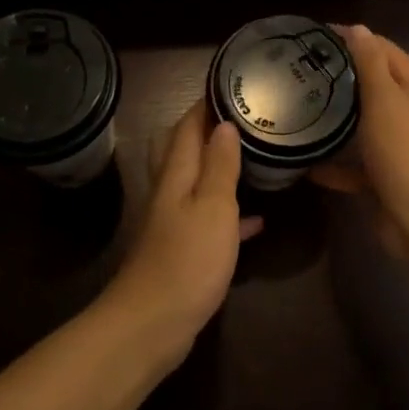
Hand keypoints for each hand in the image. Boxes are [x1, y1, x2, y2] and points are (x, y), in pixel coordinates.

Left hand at [106, 99, 260, 360]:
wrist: (152, 325)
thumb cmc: (186, 259)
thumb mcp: (213, 207)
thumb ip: (219, 165)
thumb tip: (224, 124)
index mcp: (176, 175)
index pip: (187, 126)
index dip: (205, 103)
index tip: (231, 84)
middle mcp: (170, 192)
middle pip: (182, 149)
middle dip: (206, 130)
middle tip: (239, 118)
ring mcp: (174, 223)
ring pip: (196, 183)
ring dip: (218, 168)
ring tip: (251, 156)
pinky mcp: (183, 251)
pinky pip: (209, 221)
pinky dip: (230, 215)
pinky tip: (256, 220)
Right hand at [311, 24, 408, 247]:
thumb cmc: (407, 152)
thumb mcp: (387, 100)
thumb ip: (370, 64)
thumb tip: (358, 28)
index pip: (383, 49)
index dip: (352, 38)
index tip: (313, 36)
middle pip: (373, 86)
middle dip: (340, 77)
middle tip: (299, 72)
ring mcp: (400, 147)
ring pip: (363, 126)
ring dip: (335, 120)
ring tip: (297, 110)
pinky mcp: (386, 178)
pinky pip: (356, 165)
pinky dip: (335, 163)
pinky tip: (305, 163)